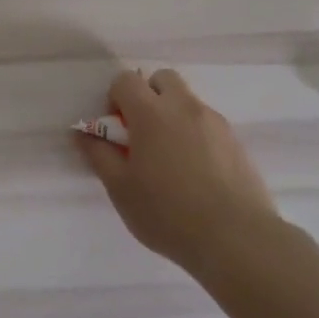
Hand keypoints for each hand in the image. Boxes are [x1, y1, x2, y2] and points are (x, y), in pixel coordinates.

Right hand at [75, 68, 278, 274]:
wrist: (236, 238)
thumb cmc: (167, 213)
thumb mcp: (120, 189)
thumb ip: (99, 155)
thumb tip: (82, 134)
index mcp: (151, 113)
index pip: (125, 80)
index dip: (115, 99)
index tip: (117, 131)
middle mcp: (184, 107)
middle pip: (162, 79)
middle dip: (148, 96)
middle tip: (143, 135)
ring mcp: (215, 122)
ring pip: (187, 101)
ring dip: (173, 116)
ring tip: (171, 160)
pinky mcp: (236, 141)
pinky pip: (208, 124)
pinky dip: (195, 135)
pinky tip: (196, 173)